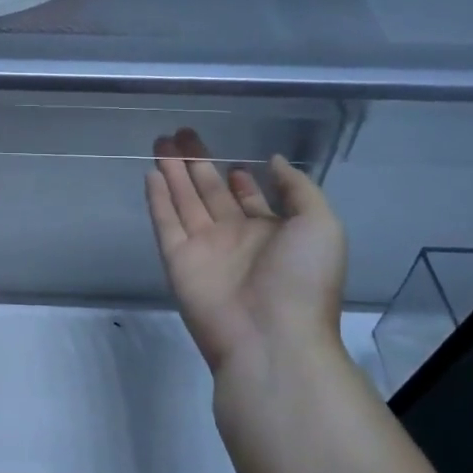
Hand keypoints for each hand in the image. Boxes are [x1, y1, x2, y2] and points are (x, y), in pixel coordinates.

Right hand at [145, 130, 345, 373]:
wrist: (271, 337)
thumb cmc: (303, 280)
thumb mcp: (321, 225)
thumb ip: (298, 188)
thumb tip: (273, 161)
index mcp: (271, 233)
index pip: (248, 199)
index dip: (239, 178)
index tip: (231, 159)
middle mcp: (235, 237)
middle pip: (210, 192)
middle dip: (197, 164)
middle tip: (181, 134)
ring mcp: (204, 248)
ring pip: (184, 201)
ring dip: (173, 172)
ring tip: (161, 142)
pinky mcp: (177, 259)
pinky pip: (165, 222)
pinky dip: (158, 199)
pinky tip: (152, 174)